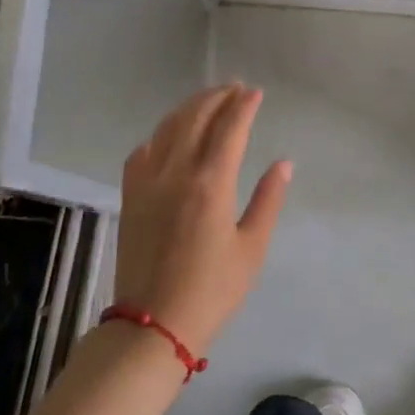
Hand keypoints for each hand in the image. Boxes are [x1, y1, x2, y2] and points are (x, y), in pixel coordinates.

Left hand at [112, 85, 290, 357]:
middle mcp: (177, 172)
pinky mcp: (130, 196)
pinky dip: (161, 133)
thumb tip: (283, 163)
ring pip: (169, 127)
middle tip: (236, 88)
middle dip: (218, 97)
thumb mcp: (251, 249)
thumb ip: (268, 200)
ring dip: (191, 107)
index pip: (230, 128)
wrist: (151, 326)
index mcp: (210, 183)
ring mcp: (148, 182)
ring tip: (209, 100)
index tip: (255, 92)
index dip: (244, 105)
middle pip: (197, 117)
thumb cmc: (211, 291)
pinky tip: (170, 135)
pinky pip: (144, 150)